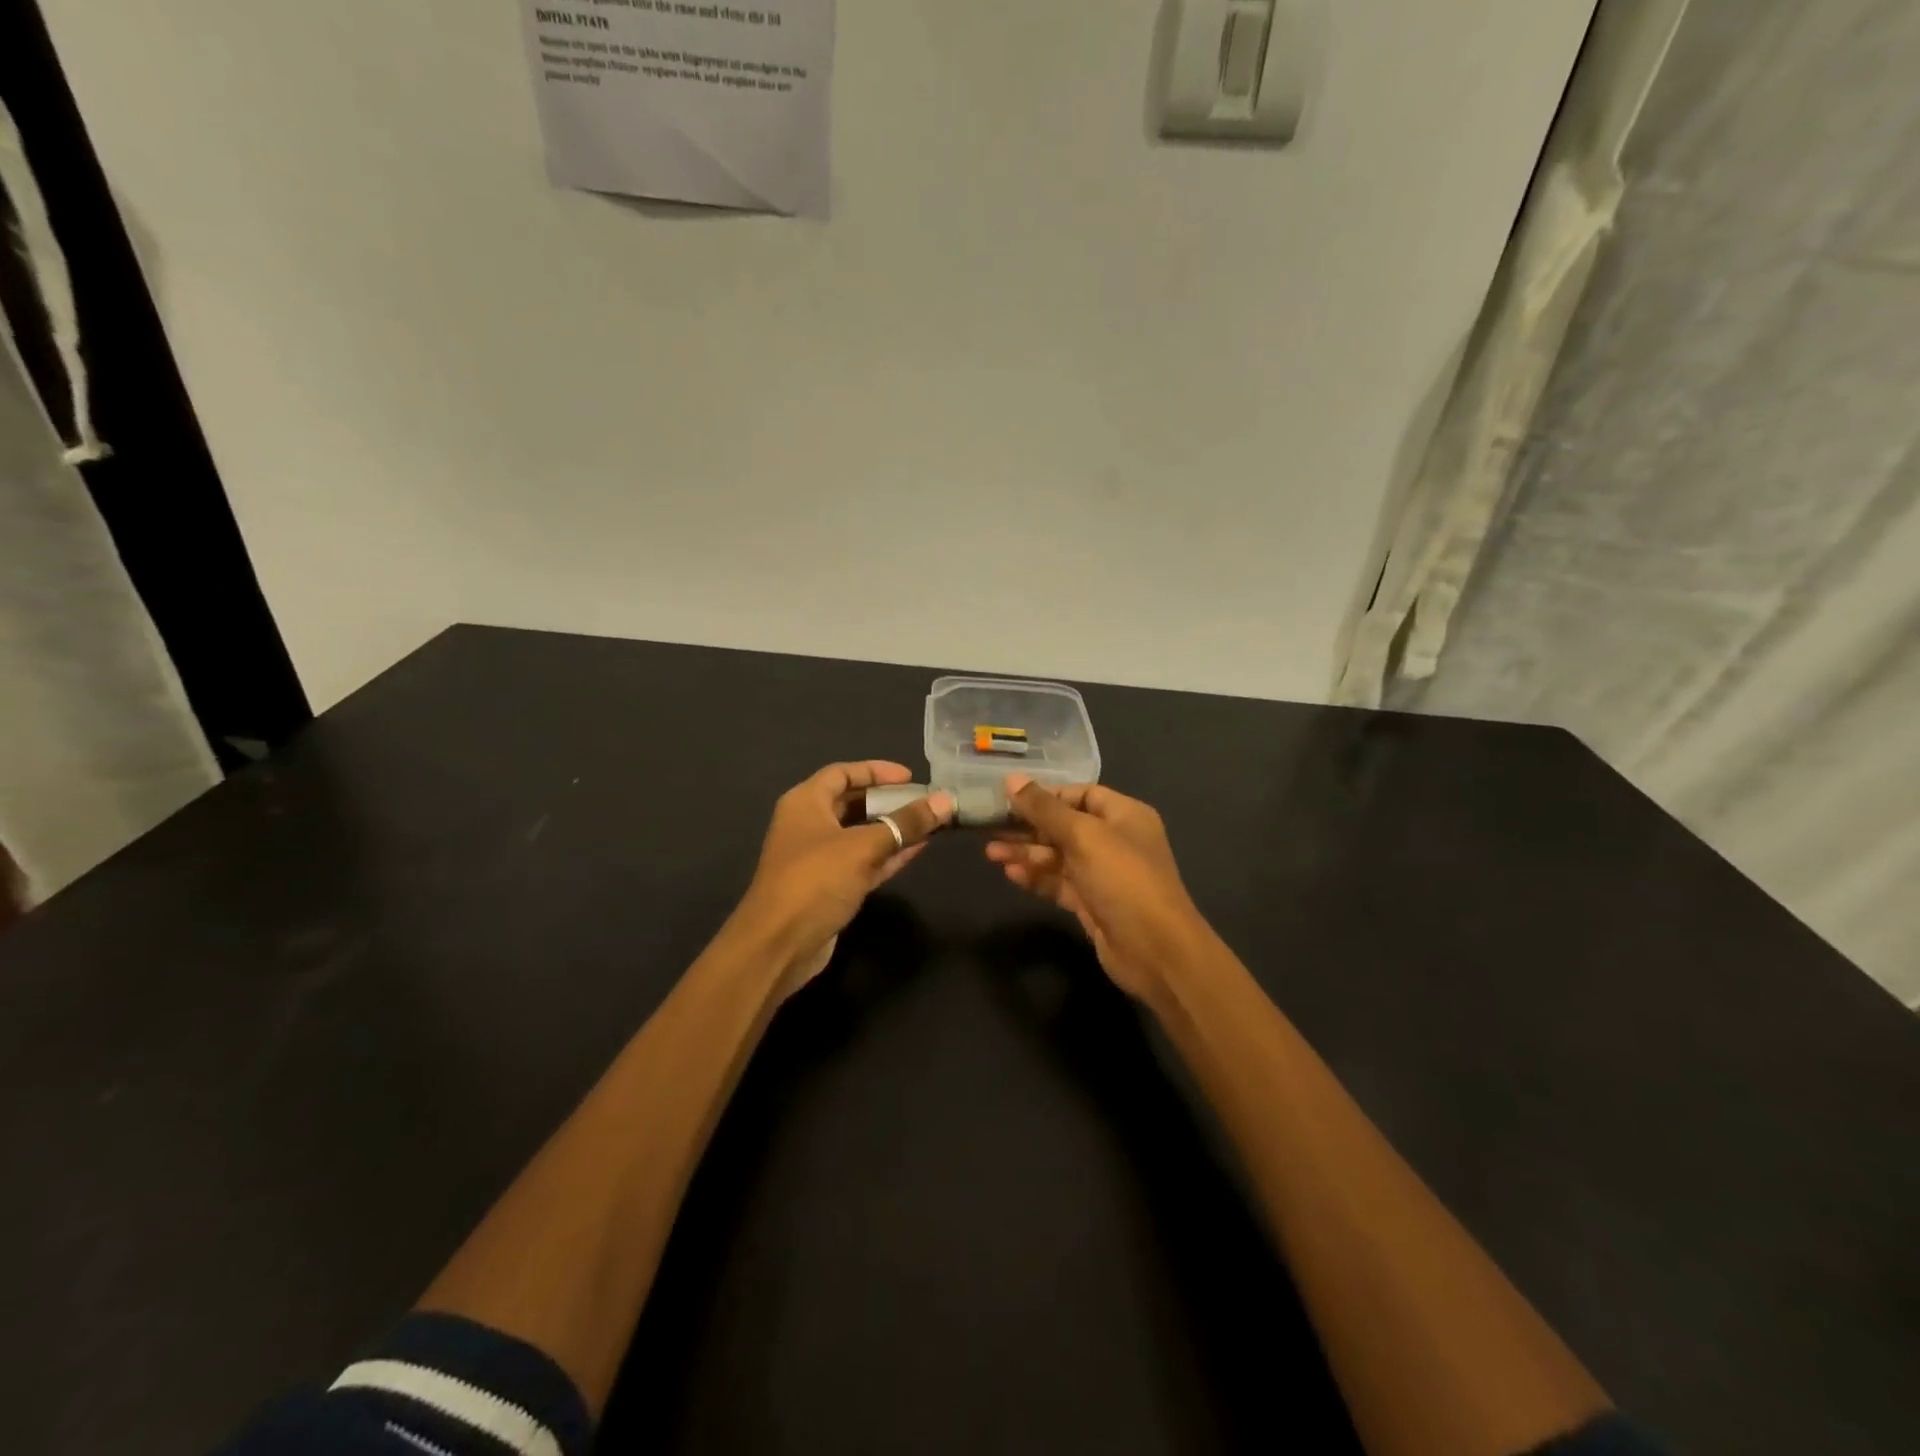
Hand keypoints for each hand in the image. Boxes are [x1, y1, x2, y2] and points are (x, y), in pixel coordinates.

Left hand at [735, 762, 952, 999]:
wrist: (778, 946)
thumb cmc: (815, 881)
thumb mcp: (863, 847)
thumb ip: (906, 823)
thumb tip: (945, 800)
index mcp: (805, 803)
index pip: (842, 773)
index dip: (876, 771)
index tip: (911, 777)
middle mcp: (809, 825)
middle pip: (853, 803)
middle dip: (889, 801)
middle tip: (925, 801)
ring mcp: (819, 858)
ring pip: (861, 834)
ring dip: (893, 829)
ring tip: (930, 823)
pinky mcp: (830, 887)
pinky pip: (864, 861)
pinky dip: (888, 854)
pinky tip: (919, 849)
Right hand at [985, 776, 1207, 999]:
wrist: (1155, 950)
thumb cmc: (1123, 879)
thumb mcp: (1083, 836)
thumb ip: (1044, 808)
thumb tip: (1011, 778)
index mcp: (1124, 815)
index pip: (1080, 794)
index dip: (1045, 795)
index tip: (1008, 798)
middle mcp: (1116, 840)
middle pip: (1065, 825)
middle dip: (1029, 826)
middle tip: (990, 827)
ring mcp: (1104, 874)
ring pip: (1059, 856)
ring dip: (1027, 853)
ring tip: (991, 853)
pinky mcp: (1092, 903)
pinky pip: (1059, 883)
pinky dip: (1037, 877)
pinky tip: (1011, 874)